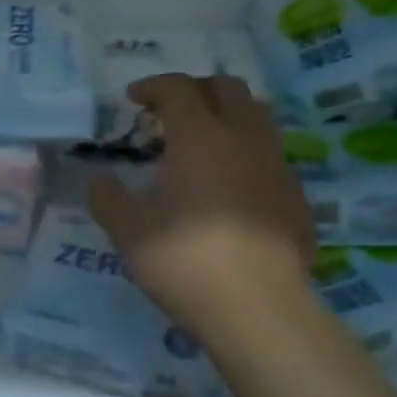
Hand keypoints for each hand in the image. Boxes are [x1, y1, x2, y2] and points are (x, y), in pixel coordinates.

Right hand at [87, 75, 315, 332]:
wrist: (259, 310)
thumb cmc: (184, 260)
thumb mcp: (127, 230)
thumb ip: (107, 197)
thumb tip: (99, 179)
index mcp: (201, 137)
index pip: (178, 88)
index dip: (153, 86)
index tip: (133, 99)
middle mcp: (245, 140)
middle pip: (228, 89)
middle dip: (197, 89)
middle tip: (171, 111)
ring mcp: (278, 168)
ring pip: (258, 118)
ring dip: (228, 117)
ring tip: (203, 143)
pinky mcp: (297, 199)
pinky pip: (271, 158)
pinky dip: (247, 155)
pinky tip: (231, 187)